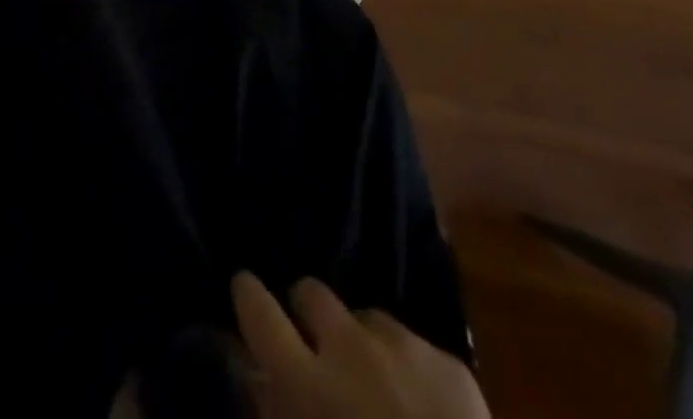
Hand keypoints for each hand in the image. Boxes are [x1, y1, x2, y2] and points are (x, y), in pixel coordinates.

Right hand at [231, 273, 487, 418]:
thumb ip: (276, 415)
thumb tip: (260, 381)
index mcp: (306, 383)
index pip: (260, 312)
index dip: (248, 295)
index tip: (243, 287)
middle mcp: (350, 346)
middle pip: (311, 291)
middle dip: (305, 312)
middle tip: (310, 345)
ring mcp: (403, 345)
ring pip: (364, 316)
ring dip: (357, 341)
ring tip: (370, 384)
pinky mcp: (449, 360)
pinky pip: (412, 345)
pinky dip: (404, 366)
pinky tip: (416, 406)